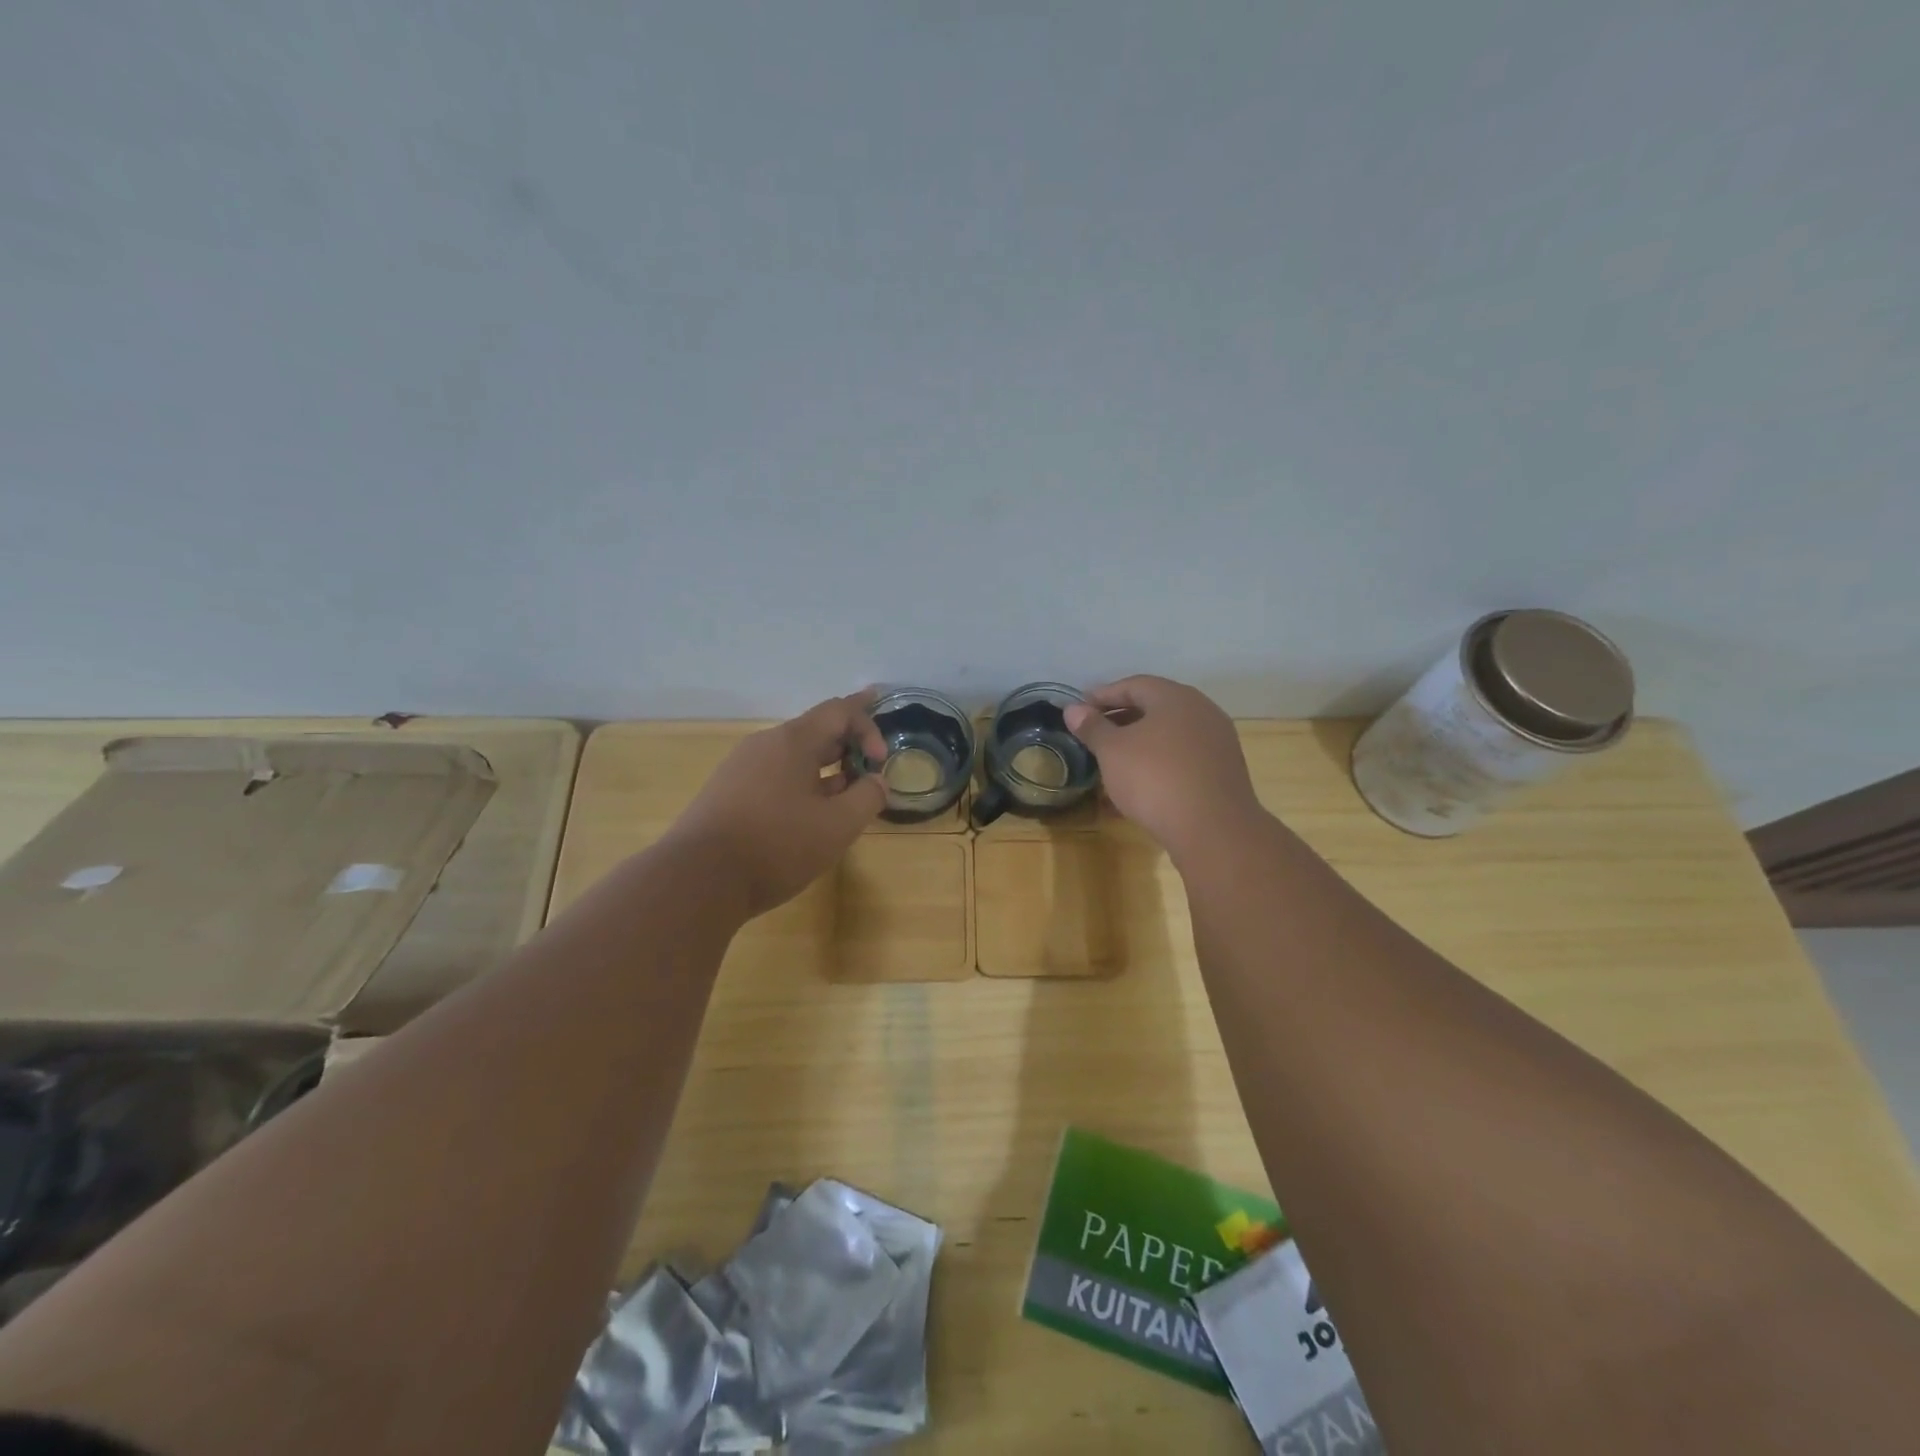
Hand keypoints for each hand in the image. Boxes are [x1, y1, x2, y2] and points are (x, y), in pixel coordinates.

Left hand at [665, 692, 888, 918]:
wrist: (698, 879)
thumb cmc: (776, 845)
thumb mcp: (838, 826)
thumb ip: (868, 797)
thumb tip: (876, 781)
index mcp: (792, 741)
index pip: (839, 710)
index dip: (869, 726)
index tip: (882, 760)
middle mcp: (764, 744)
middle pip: (815, 730)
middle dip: (848, 745)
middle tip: (870, 766)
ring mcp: (740, 768)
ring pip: (793, 756)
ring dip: (825, 768)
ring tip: (844, 792)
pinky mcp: (727, 793)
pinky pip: (774, 776)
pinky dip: (801, 784)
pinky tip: (808, 813)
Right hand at [1064, 676, 1264, 859]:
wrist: (1213, 829)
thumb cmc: (1155, 779)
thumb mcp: (1112, 751)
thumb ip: (1092, 727)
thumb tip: (1073, 709)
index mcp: (1175, 697)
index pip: (1134, 685)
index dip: (1103, 695)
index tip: (1080, 709)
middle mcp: (1201, 711)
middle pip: (1154, 707)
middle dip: (1121, 718)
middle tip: (1094, 732)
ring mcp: (1217, 742)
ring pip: (1169, 734)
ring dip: (1140, 743)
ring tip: (1113, 760)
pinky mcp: (1222, 771)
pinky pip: (1182, 758)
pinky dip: (1158, 763)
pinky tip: (1141, 784)